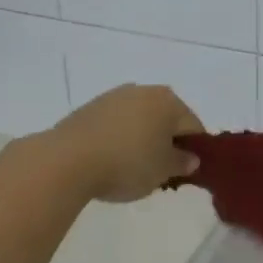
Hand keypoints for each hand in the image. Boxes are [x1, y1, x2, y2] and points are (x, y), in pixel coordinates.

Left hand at [37, 85, 204, 202]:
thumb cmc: (127, 164)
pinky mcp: (90, 107)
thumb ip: (182, 163)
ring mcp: (115, 96)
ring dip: (143, 138)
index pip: (193, 126)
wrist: (67, 159)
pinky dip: (120, 137)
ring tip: (133, 167)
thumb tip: (191, 158)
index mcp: (169, 102)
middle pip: (167, 118)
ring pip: (141, 119)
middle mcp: (145, 91)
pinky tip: (111, 158)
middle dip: (168, 142)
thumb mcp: (162, 171)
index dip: (195, 150)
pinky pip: (116, 122)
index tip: (186, 172)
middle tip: (161, 171)